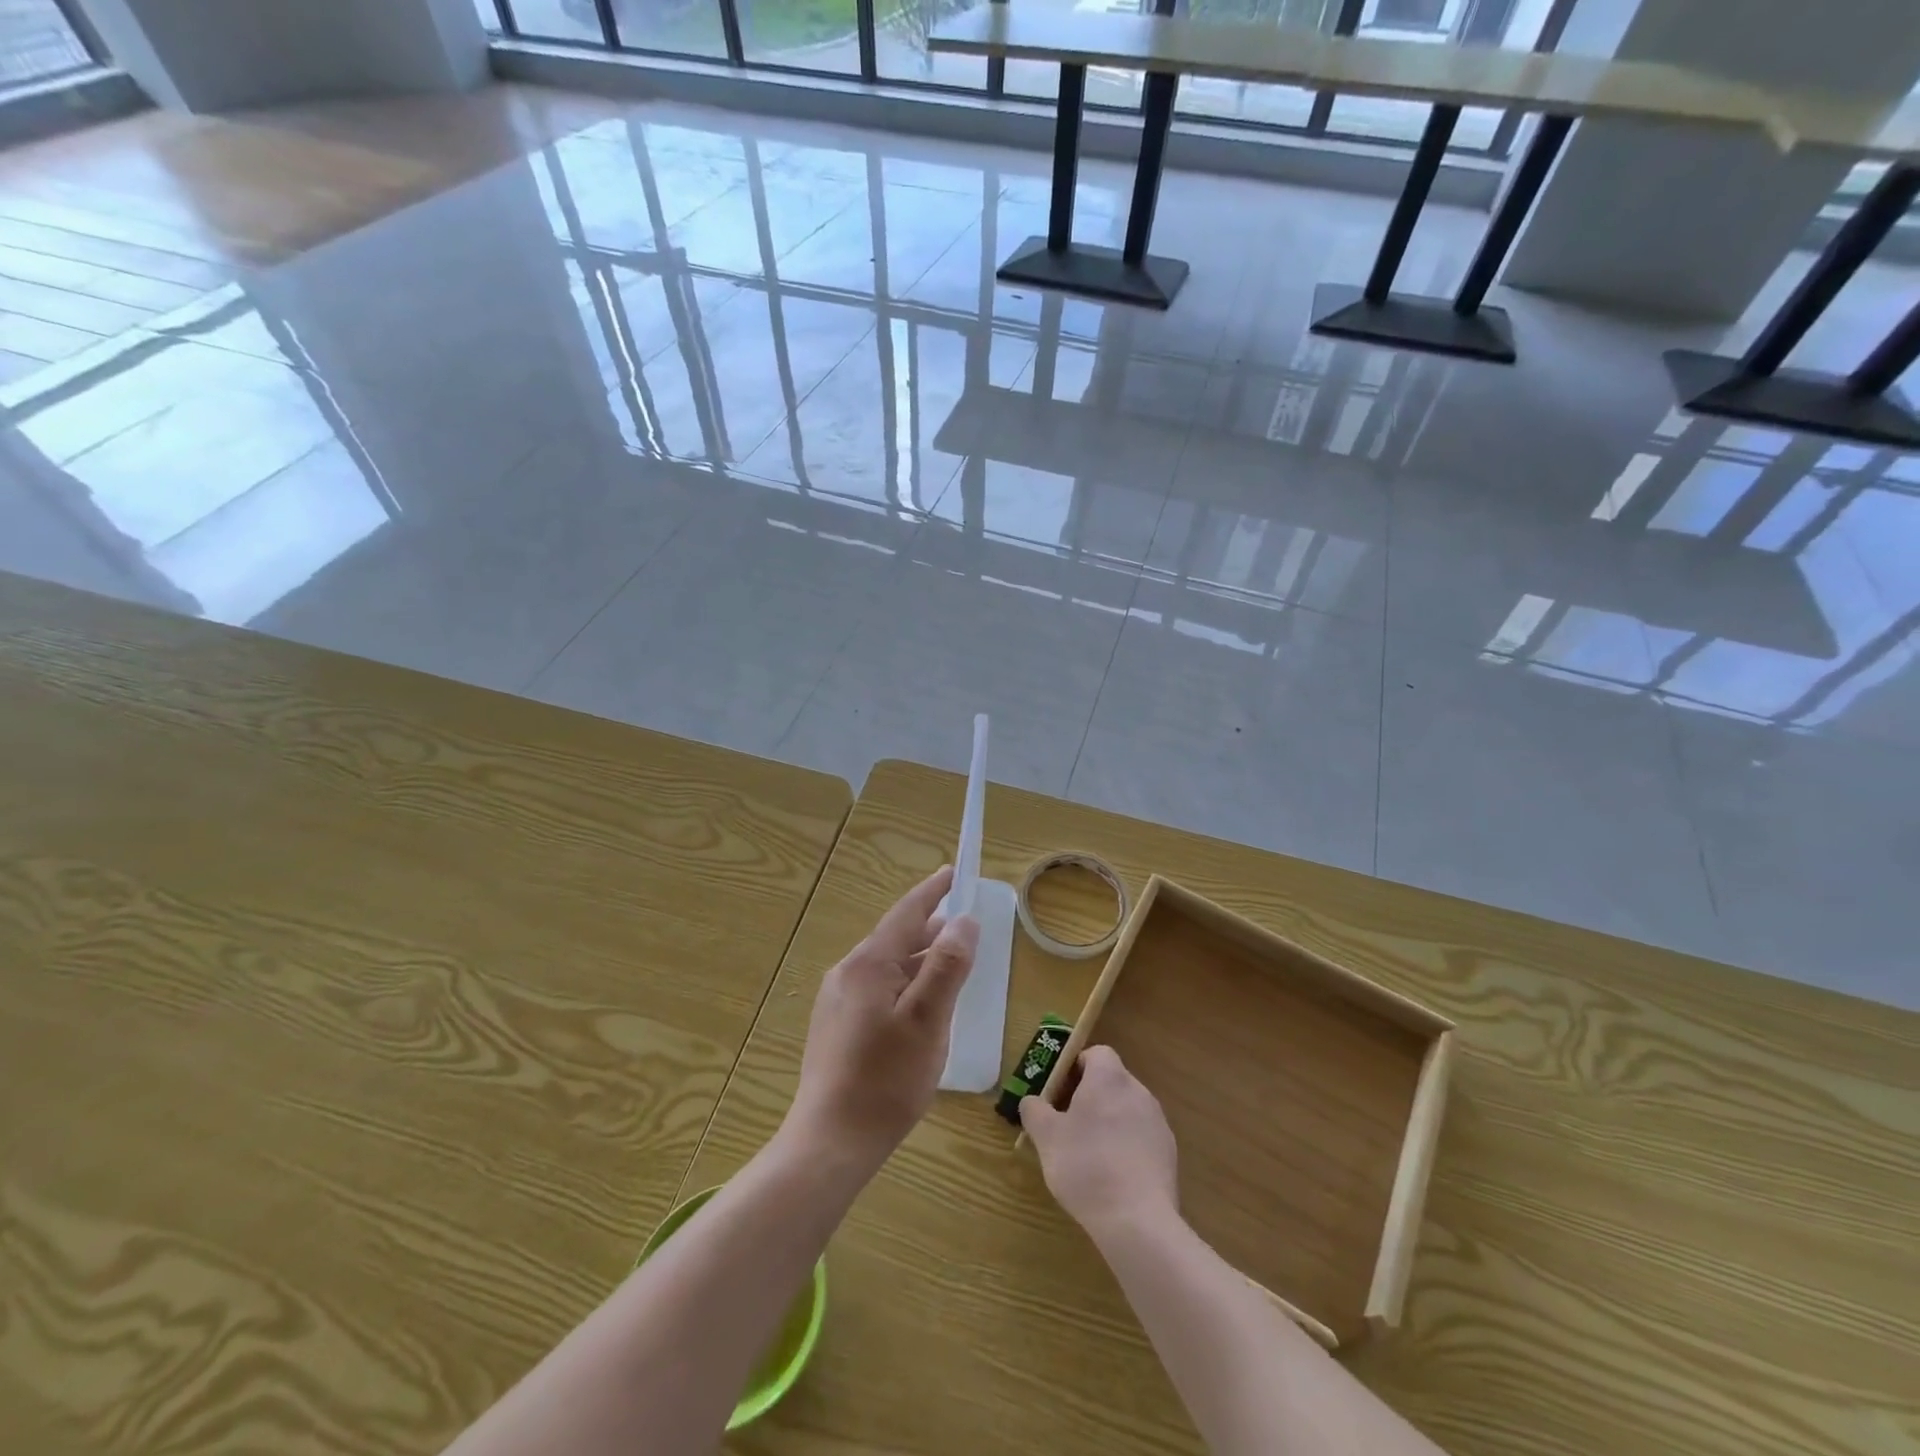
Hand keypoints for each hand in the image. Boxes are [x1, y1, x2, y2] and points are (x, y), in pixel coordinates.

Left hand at [785, 865, 979, 1172]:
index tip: (952, 872)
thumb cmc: (886, 1079)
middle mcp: (847, 974)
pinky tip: (918, 1007)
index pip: (906, 913)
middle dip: (929, 930)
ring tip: (947, 965)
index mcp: (868, 964)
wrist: (830, 1141)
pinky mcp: (835, 1028)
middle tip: (962, 926)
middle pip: (895, 939)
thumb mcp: (928, 1020)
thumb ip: (947, 966)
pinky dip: (904, 985)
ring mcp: (836, 1002)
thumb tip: (964, 920)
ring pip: (886, 967)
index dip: (932, 892)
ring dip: (918, 961)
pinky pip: (876, 990)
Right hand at [1020, 1046, 1178, 1239]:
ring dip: (1108, 1121)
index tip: (1059, 1093)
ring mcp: (1157, 1122)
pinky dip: (1125, 1146)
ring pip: (1126, 1109)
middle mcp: (1138, 1091)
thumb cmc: (1086, 1166)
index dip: (1075, 1068)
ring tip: (1088, 1154)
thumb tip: (1032, 1101)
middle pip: (1111, 1081)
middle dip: (1088, 1096)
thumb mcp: (1046, 1137)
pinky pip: (1141, 1136)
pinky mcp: (1168, 1152)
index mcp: (1109, 1078)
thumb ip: (1034, 1110)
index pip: (1096, 1053)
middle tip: (1067, 1124)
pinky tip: (1112, 1175)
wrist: (1137, 1221)